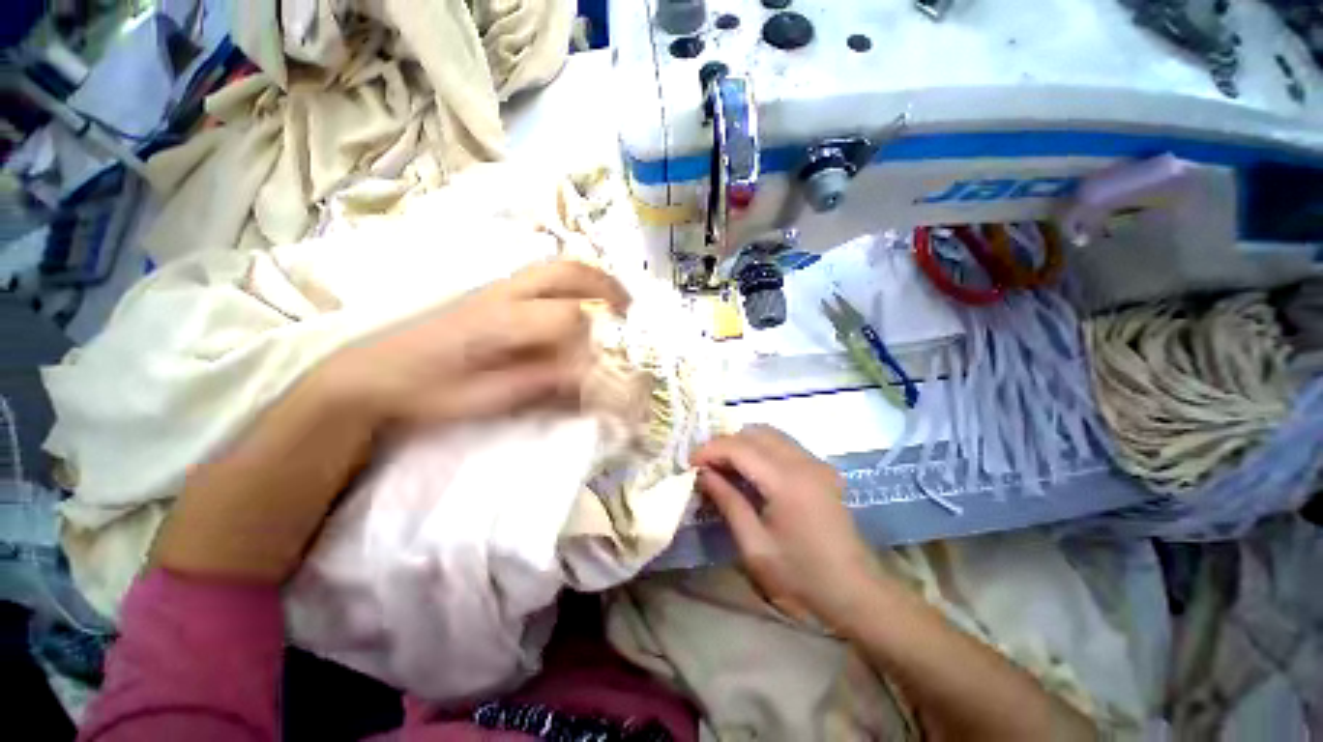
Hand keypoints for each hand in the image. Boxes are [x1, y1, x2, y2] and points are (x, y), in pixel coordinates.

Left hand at [155, 261, 628, 583]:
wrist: (371, 374)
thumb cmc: (429, 392)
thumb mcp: (489, 399)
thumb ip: (543, 382)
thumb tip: (589, 376)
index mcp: (503, 321)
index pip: (570, 317)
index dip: (598, 341)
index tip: (613, 360)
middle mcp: (505, 294)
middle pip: (567, 272)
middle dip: (606, 287)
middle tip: (628, 309)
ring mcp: (496, 288)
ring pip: (555, 267)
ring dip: (592, 279)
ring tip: (613, 301)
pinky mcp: (490, 292)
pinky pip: (542, 276)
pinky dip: (571, 281)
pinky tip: (578, 301)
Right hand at [692, 426, 878, 626]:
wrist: (857, 594)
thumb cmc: (801, 578)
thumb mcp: (755, 546)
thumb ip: (727, 502)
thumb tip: (703, 474)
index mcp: (787, 481)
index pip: (739, 447)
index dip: (710, 450)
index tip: (689, 463)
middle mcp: (804, 462)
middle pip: (755, 432)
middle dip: (725, 444)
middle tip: (706, 466)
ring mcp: (816, 463)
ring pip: (770, 434)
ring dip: (743, 444)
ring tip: (725, 467)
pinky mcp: (822, 469)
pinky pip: (784, 445)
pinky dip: (761, 449)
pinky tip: (751, 471)